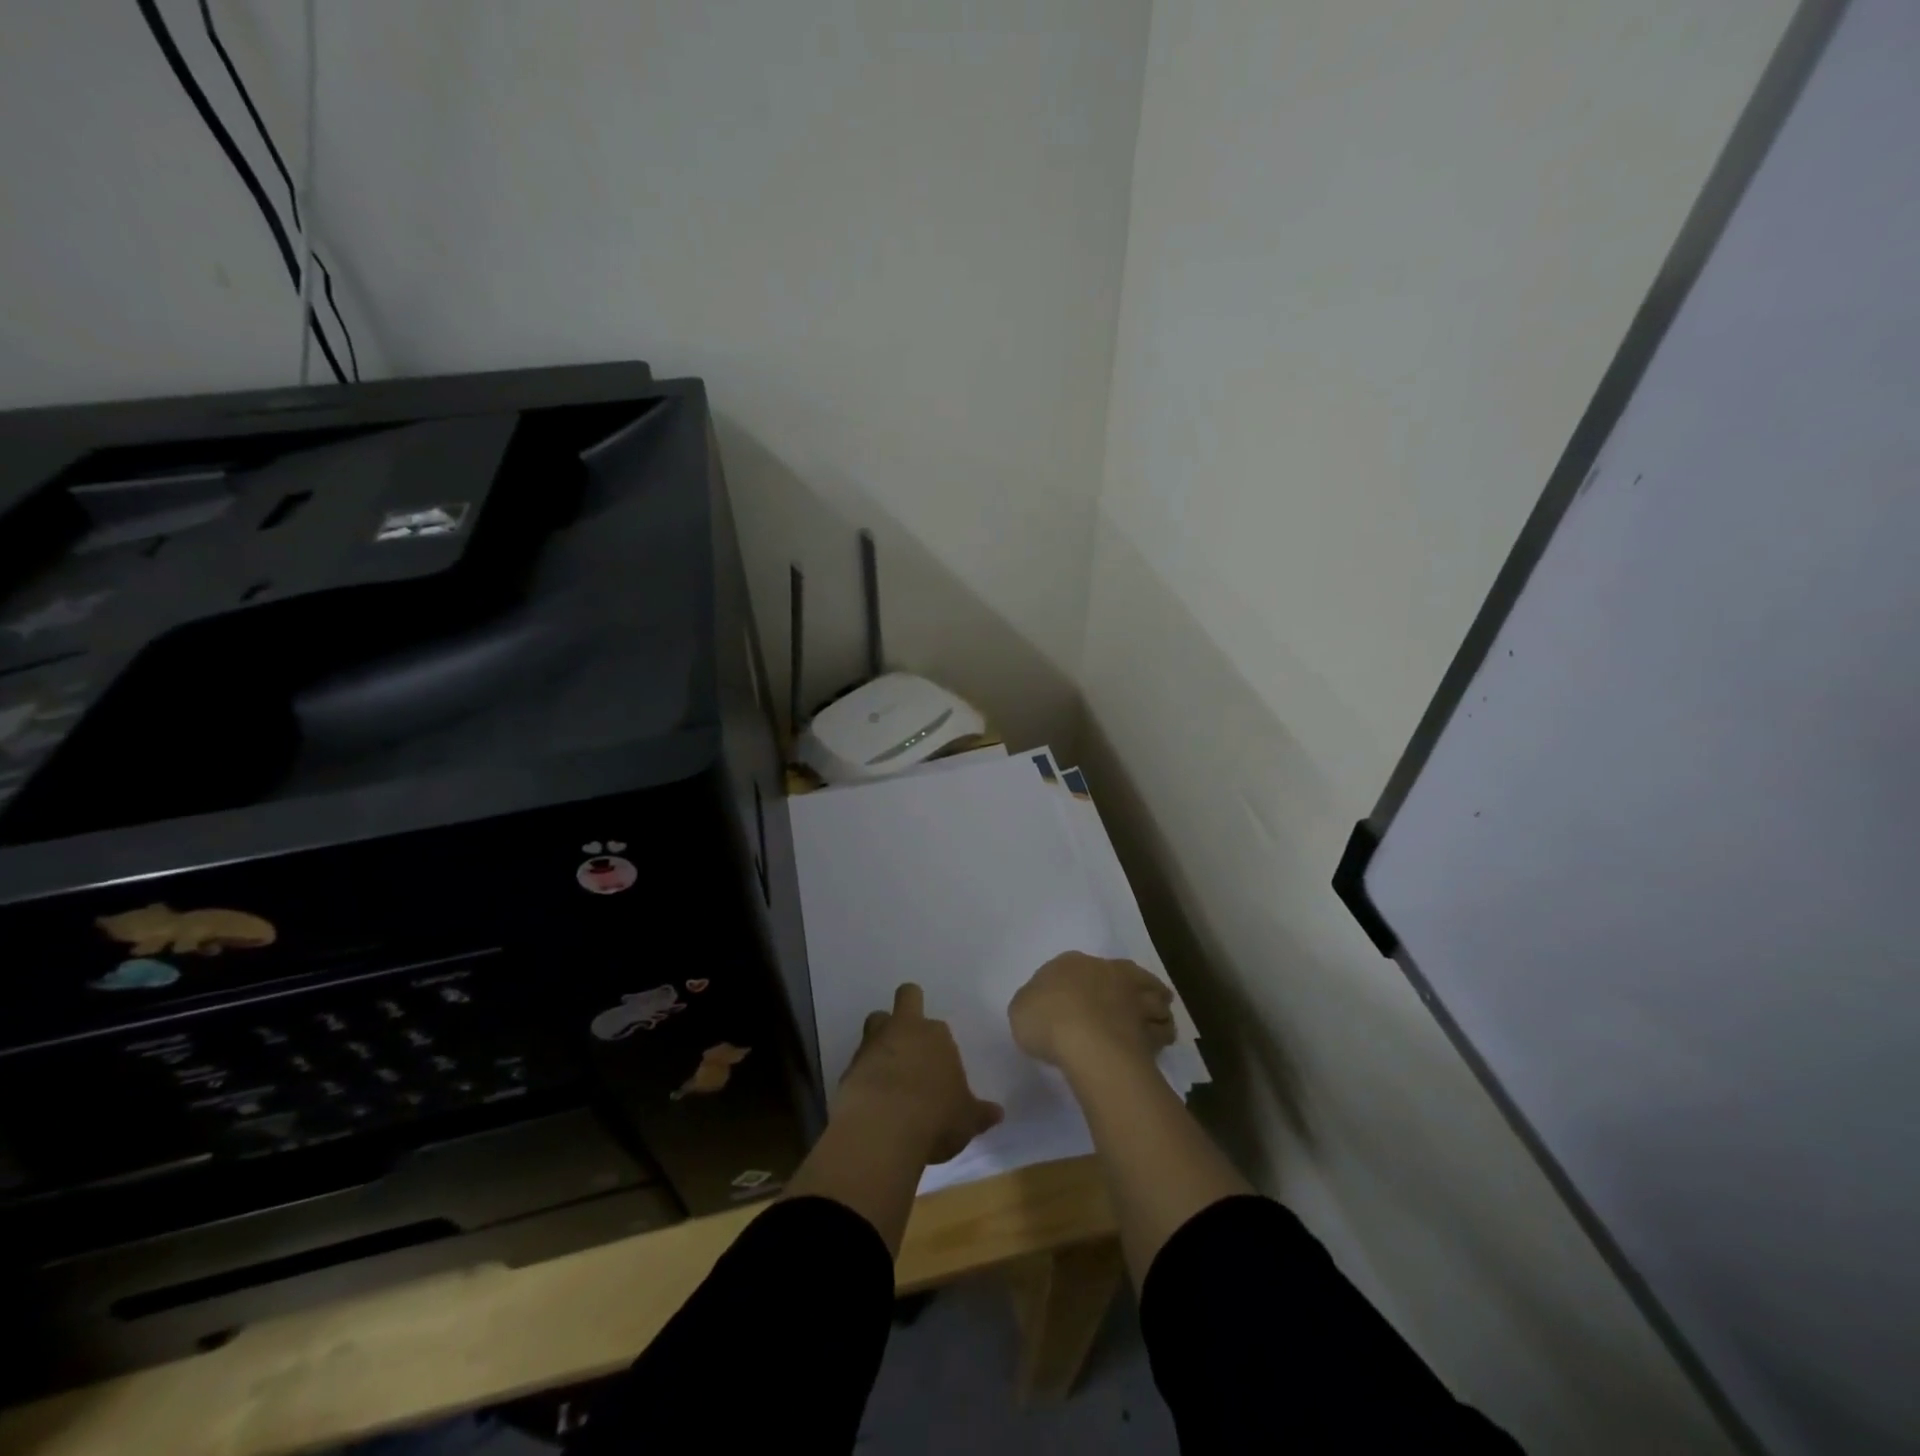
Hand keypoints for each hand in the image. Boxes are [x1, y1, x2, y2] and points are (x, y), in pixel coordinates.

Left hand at [839, 983, 1002, 1164]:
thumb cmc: (935, 1116)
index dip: (938, 1044)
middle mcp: (904, 1030)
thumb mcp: (966, 1119)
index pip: (938, 1027)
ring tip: (888, 1068)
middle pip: (905, 999)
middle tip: (910, 1035)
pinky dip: (864, 1074)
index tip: (940, 1066)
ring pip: (874, 1023)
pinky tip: (871, 1098)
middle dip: (907, 1009)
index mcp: (936, 1035)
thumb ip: (980, 1113)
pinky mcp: (848, 1067)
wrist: (882, 1128)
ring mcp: (873, 1045)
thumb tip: (997, 1113)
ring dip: (880, 1039)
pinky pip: (858, 1061)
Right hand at [1008, 952, 1174, 1073]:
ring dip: (1155, 1007)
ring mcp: (1134, 998)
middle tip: (1126, 1003)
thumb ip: (1033, 1003)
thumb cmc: (1046, 1019)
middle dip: (1128, 987)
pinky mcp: (1151, 1028)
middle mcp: (1108, 972)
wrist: (1084, 1041)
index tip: (1080, 996)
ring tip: (1152, 1020)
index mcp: (1072, 963)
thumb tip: (1043, 1005)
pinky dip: (1161, 1033)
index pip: (1079, 965)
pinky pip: (1161, 1029)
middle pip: (1125, 975)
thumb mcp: (1021, 1008)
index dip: (1082, 981)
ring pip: (1154, 998)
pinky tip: (1157, 1041)